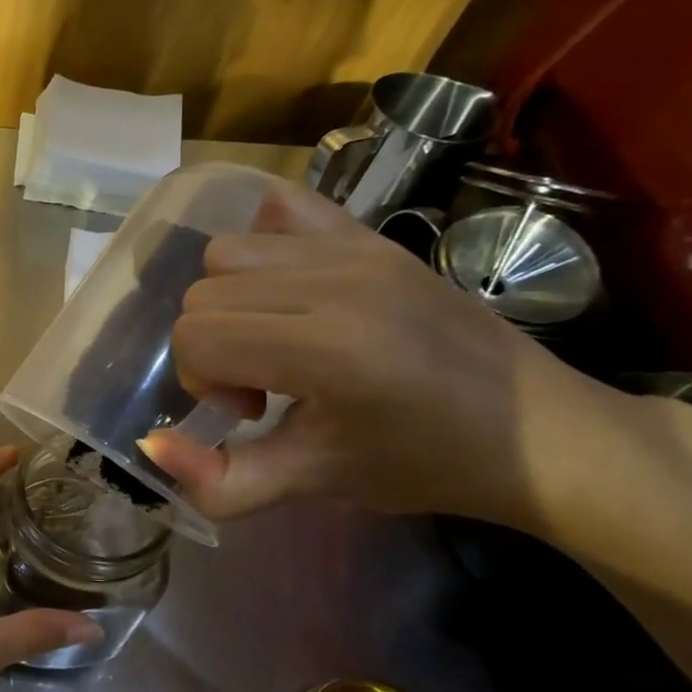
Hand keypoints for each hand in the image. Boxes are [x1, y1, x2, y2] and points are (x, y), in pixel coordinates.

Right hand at [140, 179, 619, 528]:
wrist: (542, 433)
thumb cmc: (424, 465)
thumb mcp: (314, 484)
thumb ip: (220, 481)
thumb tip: (149, 446)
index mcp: (328, 349)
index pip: (196, 338)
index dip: (203, 383)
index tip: (252, 413)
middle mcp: (337, 282)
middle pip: (201, 294)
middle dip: (211, 348)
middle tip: (262, 386)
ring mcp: (358, 247)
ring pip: (225, 252)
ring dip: (228, 301)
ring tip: (274, 338)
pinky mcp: (372, 234)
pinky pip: (280, 207)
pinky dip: (260, 241)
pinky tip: (283, 284)